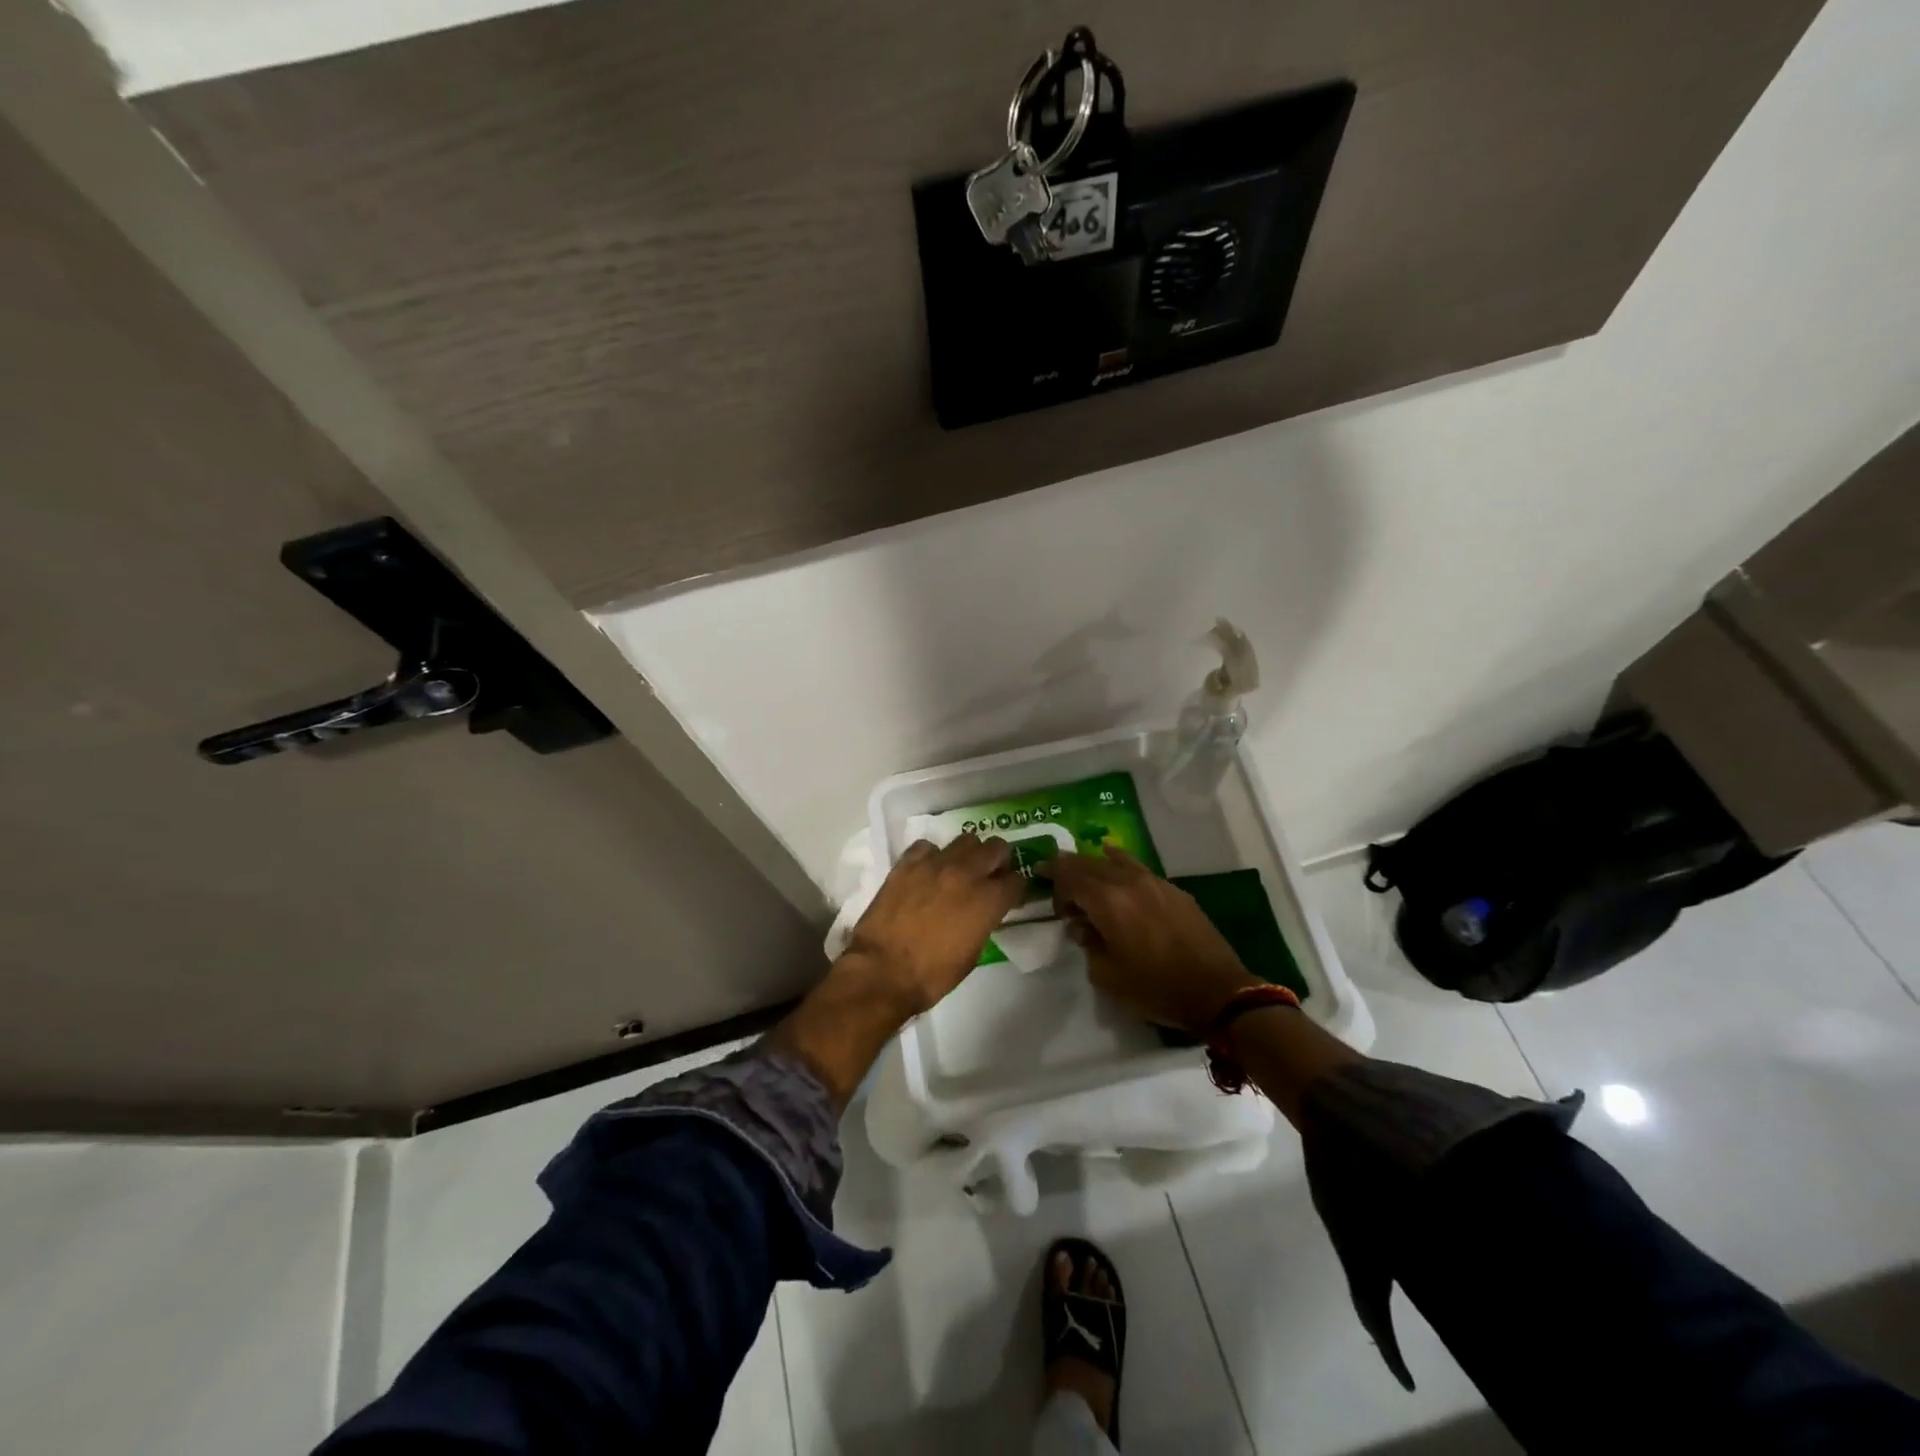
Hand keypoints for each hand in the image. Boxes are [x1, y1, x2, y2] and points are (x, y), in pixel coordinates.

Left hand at [840, 834, 1025, 1016]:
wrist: (883, 971)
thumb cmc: (932, 974)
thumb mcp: (972, 953)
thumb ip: (984, 922)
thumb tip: (983, 911)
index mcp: (988, 900)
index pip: (1017, 880)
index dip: (1016, 888)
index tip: (1010, 895)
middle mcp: (966, 874)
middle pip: (996, 847)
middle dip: (998, 860)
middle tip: (990, 875)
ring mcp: (935, 864)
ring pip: (965, 839)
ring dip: (968, 854)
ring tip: (959, 870)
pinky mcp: (907, 863)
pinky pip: (927, 846)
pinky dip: (932, 856)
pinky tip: (927, 872)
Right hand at [1039, 847, 1257, 1033]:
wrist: (1218, 992)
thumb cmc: (1156, 989)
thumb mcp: (1106, 976)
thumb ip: (1087, 944)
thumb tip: (1081, 926)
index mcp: (1108, 901)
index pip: (1069, 875)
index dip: (1051, 876)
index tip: (1039, 881)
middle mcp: (1129, 881)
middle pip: (1089, 862)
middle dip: (1069, 869)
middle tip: (1058, 884)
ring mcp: (1154, 882)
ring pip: (1114, 860)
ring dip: (1094, 867)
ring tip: (1086, 880)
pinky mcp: (1173, 890)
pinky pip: (1137, 869)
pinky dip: (1119, 867)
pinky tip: (1116, 873)